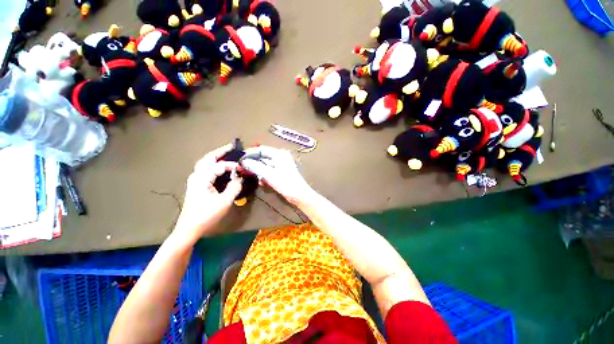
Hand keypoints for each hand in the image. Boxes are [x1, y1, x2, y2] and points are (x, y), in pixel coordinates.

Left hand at [175, 144, 242, 238]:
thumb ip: (234, 187)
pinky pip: (205, 170)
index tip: (244, 169)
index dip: (233, 166)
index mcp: (202, 178)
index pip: (220, 166)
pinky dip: (213, 165)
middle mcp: (197, 176)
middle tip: (232, 147)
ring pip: (205, 163)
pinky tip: (220, 168)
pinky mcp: (196, 185)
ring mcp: (195, 180)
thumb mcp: (224, 202)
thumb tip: (240, 177)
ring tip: (227, 154)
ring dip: (216, 157)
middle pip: (208, 158)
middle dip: (220, 151)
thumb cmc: (207, 215)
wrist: (189, 229)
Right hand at [240, 146, 316, 205]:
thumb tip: (243, 161)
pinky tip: (264, 183)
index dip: (250, 154)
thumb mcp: (268, 174)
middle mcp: (280, 157)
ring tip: (259, 180)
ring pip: (265, 166)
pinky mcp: (281, 172)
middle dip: (254, 165)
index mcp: (279, 154)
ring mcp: (281, 165)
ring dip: (259, 173)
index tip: (240, 160)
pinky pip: (269, 172)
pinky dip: (265, 177)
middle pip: (262, 158)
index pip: (261, 149)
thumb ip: (255, 166)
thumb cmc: (285, 183)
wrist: (299, 195)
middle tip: (243, 171)